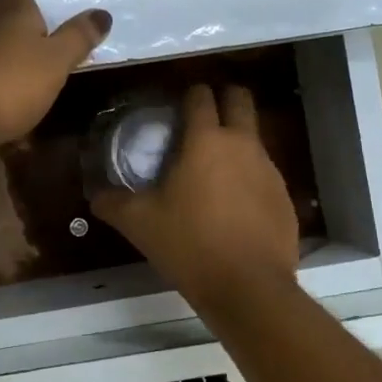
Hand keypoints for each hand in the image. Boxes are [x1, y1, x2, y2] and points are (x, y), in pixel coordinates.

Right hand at [91, 84, 298, 303]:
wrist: (248, 287)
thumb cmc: (189, 244)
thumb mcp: (139, 223)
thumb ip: (113, 203)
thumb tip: (96, 196)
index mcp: (206, 140)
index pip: (200, 97)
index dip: (189, 94)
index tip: (177, 106)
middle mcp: (243, 145)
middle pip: (240, 100)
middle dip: (224, 99)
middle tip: (202, 119)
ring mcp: (269, 170)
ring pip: (254, 138)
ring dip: (236, 141)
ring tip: (213, 170)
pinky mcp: (284, 197)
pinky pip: (264, 174)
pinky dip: (249, 178)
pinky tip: (233, 206)